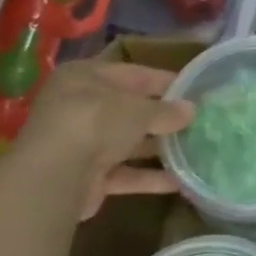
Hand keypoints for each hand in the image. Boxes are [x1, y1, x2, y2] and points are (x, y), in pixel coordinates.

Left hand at [12, 60, 195, 219]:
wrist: (55, 176)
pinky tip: (180, 182)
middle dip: (163, 118)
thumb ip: (166, 110)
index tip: (196, 90)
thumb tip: (191, 110)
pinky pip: (124, 173)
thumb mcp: (138, 109)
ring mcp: (81, 143)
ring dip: (158, 149)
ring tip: (195, 151)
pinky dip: (149, 177)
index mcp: (85, 77)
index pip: (134, 73)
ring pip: (127, 143)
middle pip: (129, 110)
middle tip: (199, 122)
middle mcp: (79, 106)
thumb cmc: (96, 122)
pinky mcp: (86, 177)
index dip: (165, 81)